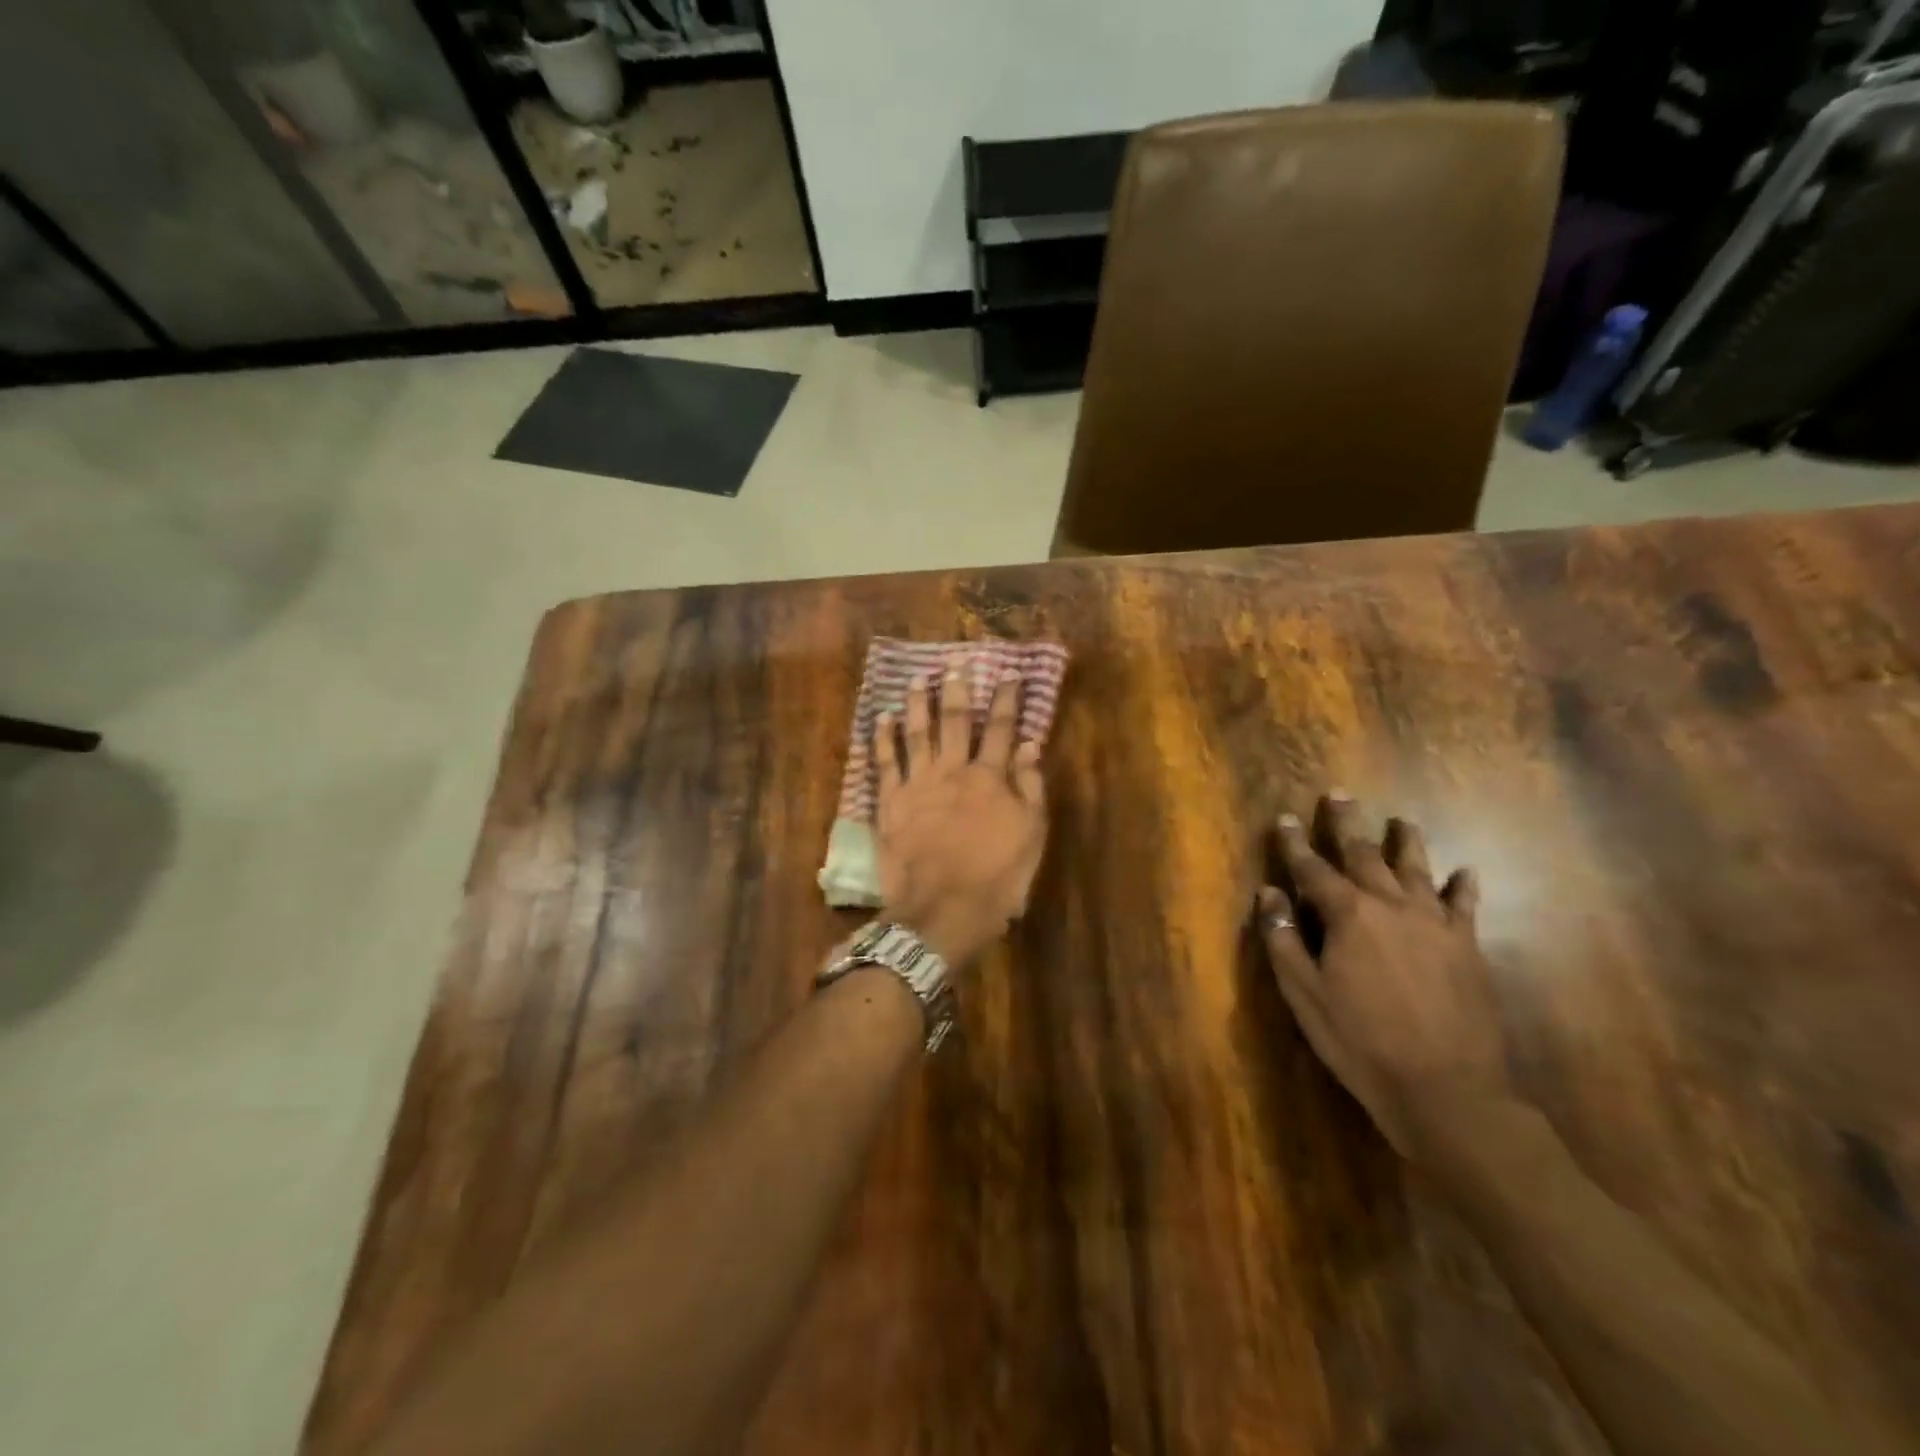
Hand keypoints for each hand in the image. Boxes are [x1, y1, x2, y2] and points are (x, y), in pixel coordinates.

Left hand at [873, 665, 1047, 967]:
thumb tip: (1028, 744)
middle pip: (955, 722)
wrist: (942, 909)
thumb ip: (1030, 787)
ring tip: (918, 678)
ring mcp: (918, 784)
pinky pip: (886, 762)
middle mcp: (953, 771)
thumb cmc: (996, 878)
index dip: (1006, 699)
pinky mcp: (891, 803)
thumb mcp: (1031, 835)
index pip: (1000, 729)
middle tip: (956, 663)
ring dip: (919, 703)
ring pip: (918, 733)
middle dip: (958, 690)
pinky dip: (884, 738)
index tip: (1008, 673)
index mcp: (990, 778)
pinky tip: (884, 718)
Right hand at [1257, 792, 1510, 1166]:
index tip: (1286, 819)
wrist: (1445, 1089)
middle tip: (1339, 795)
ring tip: (1401, 820)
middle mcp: (1391, 906)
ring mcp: (1434, 924)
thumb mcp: (1305, 993)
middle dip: (1347, 824)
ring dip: (1405, 842)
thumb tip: (1269, 894)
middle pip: (1364, 855)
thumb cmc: (1360, 1041)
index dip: (1296, 844)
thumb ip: (1284, 939)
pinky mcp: (1466, 947)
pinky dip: (1463, 886)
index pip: (1312, 869)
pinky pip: (1465, 906)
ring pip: (1417, 869)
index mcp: (1348, 915)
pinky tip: (1465, 872)